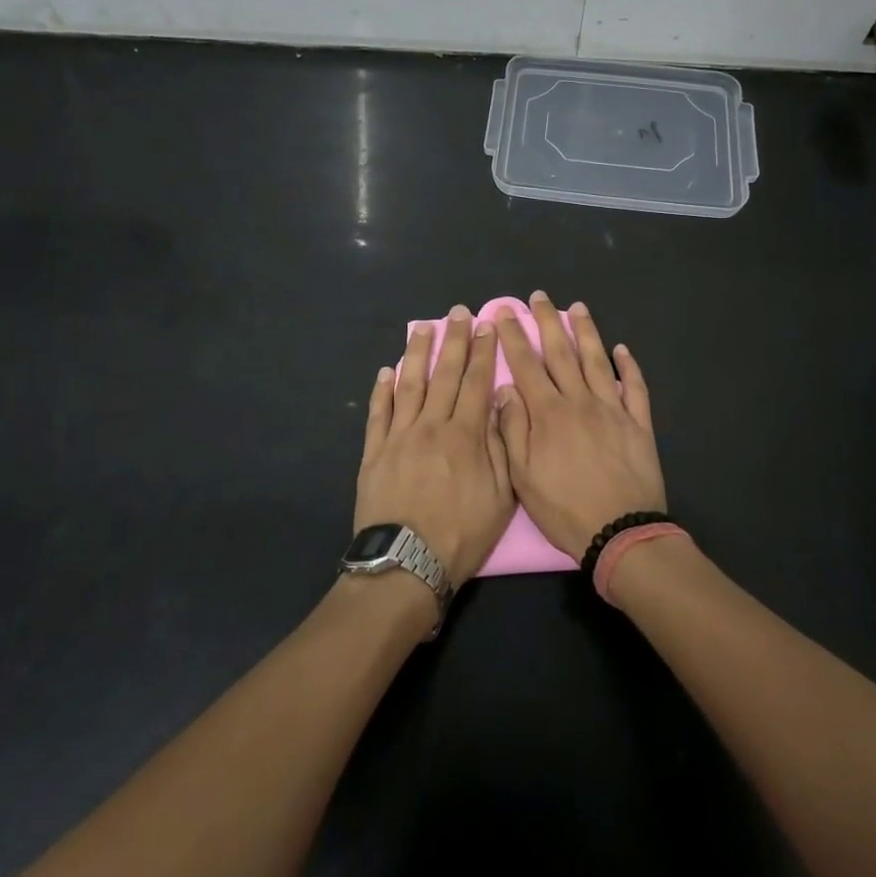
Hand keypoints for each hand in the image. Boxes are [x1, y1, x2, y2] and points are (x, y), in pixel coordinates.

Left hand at [356, 306, 515, 588]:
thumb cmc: (461, 534)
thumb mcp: (500, 497)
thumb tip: (501, 400)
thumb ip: (501, 445)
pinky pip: (379, 413)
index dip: (484, 352)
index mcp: (466, 435)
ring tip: (423, 328)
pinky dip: (382, 390)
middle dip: (454, 340)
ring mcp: (399, 436)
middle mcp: (432, 425)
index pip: (477, 382)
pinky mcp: (374, 452)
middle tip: (458, 312)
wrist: (406, 563)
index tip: (487, 325)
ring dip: (418, 354)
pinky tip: (387, 372)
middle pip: (445, 374)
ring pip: (410, 385)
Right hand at [493, 291, 666, 560]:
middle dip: (548, 321)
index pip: (526, 365)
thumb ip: (512, 429)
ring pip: (598, 361)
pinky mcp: (638, 424)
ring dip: (587, 332)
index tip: (504, 312)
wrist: (622, 533)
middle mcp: (580, 401)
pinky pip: (635, 388)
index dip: (514, 337)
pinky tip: (623, 350)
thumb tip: (505, 389)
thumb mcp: (523, 477)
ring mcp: (613, 410)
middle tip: (539, 296)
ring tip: (579, 308)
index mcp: (549, 413)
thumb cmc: (565, 509)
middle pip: (561, 353)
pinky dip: (629, 367)